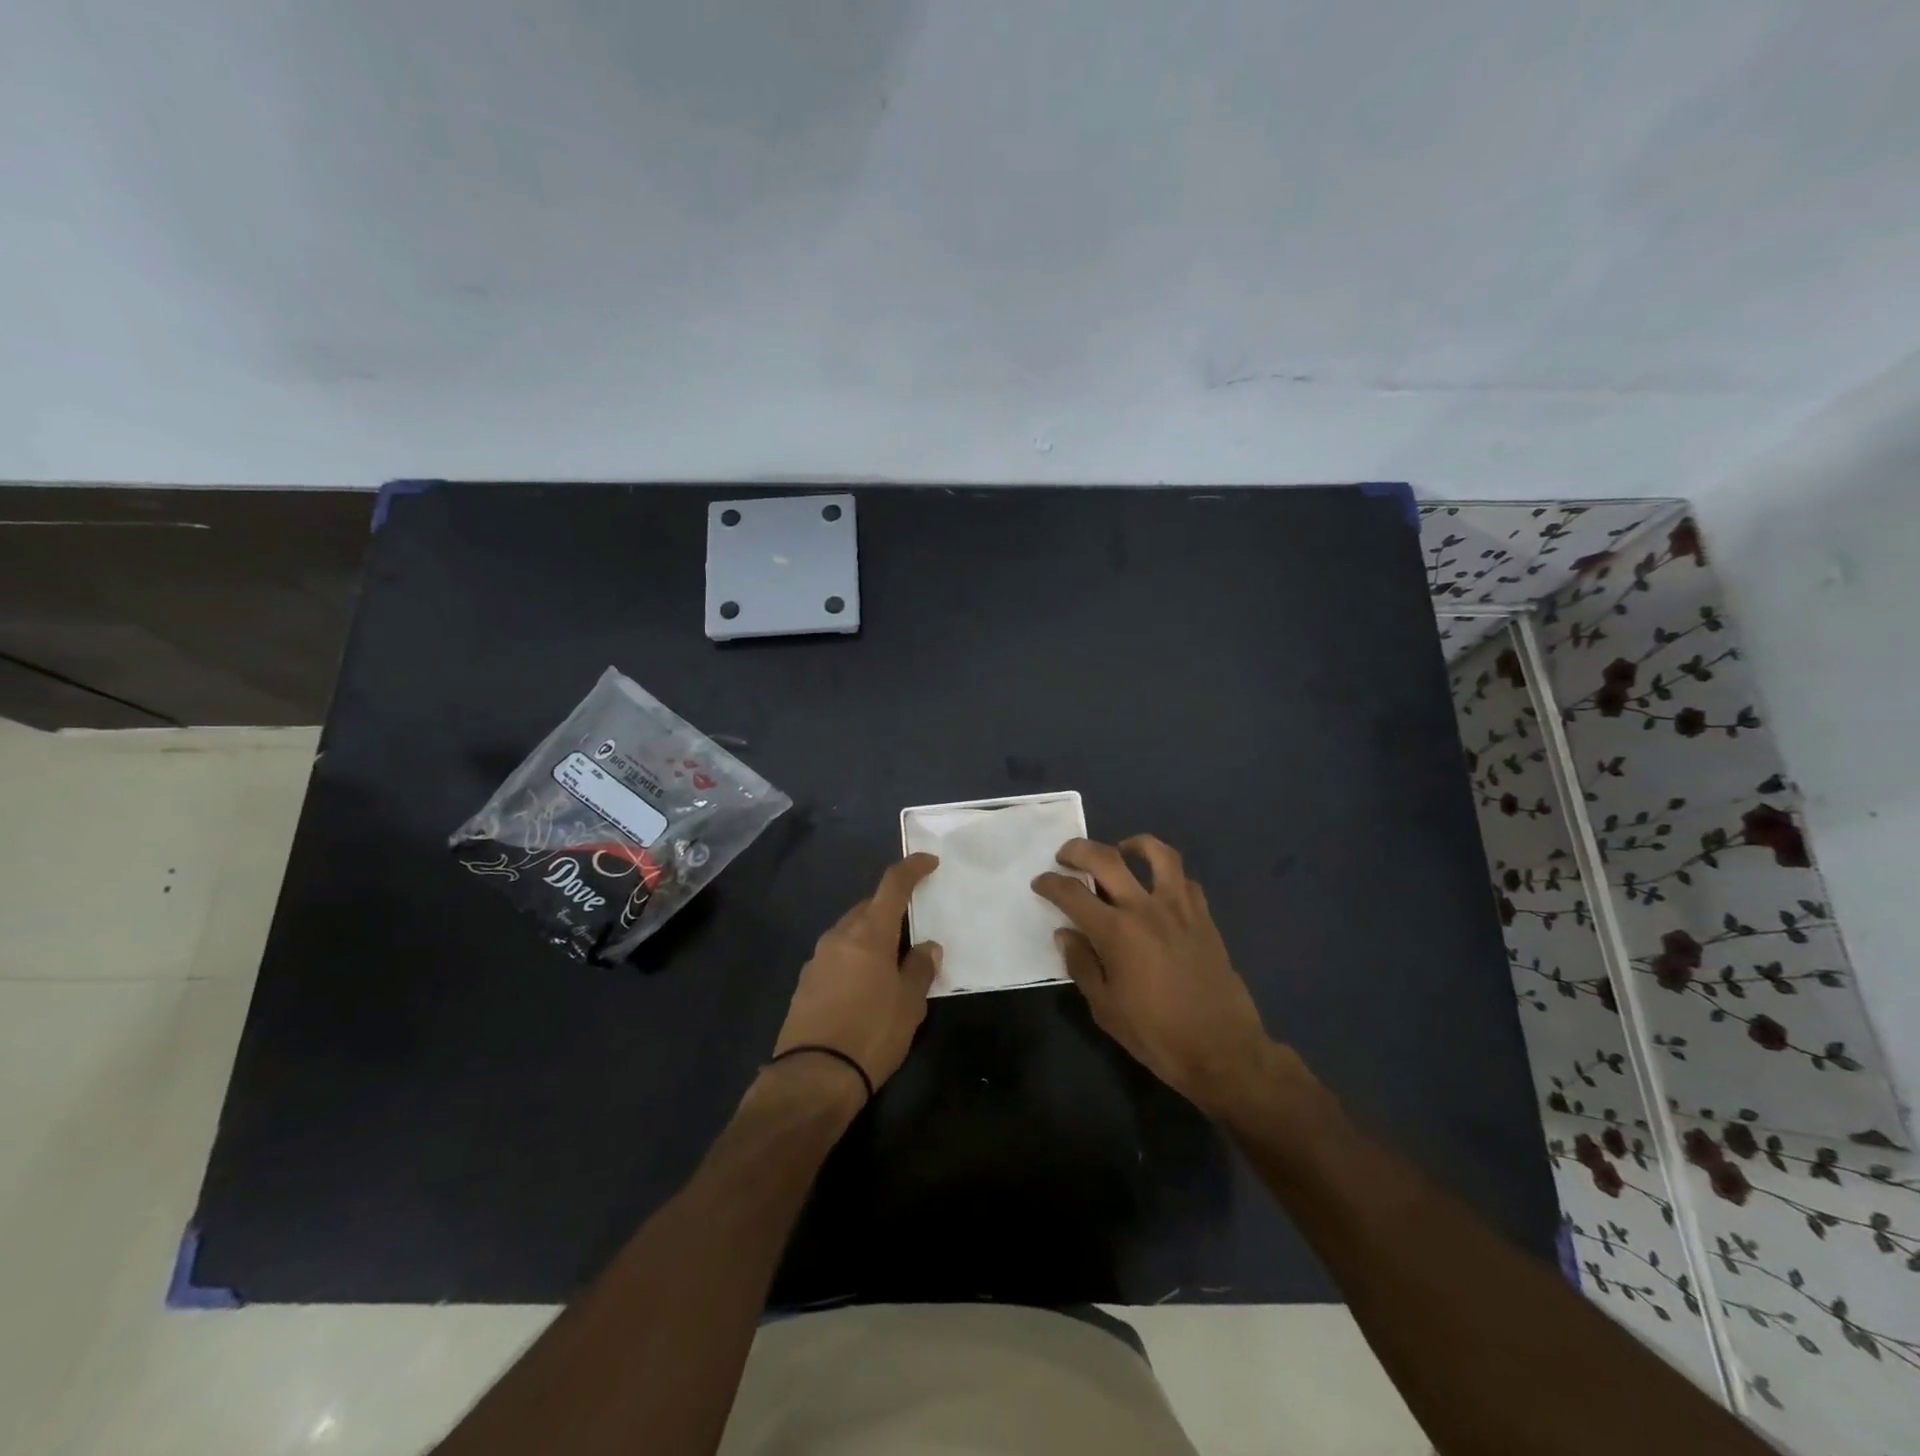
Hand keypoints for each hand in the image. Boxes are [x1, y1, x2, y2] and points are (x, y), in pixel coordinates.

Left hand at [772, 854, 942, 1096]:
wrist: (814, 1076)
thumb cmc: (872, 1033)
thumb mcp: (909, 1004)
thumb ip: (920, 968)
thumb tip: (926, 946)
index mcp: (869, 933)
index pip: (892, 885)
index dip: (912, 868)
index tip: (928, 862)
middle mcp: (839, 936)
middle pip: (868, 908)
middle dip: (890, 909)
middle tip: (911, 929)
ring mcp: (817, 958)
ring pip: (850, 932)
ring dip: (870, 936)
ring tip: (890, 963)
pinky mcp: (805, 982)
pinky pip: (836, 956)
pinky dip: (854, 958)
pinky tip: (864, 986)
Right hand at [1033, 836, 1281, 1117]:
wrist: (1222, 1050)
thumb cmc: (1156, 1034)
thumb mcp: (1105, 1008)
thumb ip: (1082, 965)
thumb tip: (1065, 934)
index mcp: (1116, 932)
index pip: (1072, 894)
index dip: (1050, 884)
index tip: (1040, 883)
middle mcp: (1145, 908)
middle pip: (1107, 859)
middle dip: (1078, 850)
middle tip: (1066, 856)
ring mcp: (1180, 909)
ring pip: (1158, 854)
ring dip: (1133, 844)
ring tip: (1120, 851)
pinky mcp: (1204, 917)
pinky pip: (1185, 881)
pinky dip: (1167, 876)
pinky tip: (1158, 889)